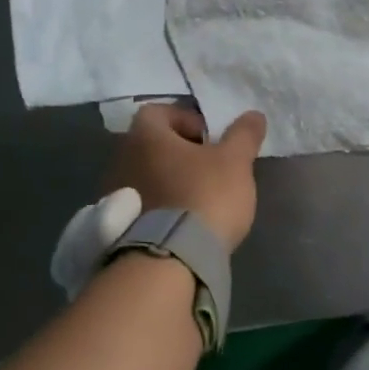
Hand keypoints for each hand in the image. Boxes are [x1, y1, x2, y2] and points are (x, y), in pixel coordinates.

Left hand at [102, 105, 266, 251]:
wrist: (173, 257)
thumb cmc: (204, 195)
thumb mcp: (235, 161)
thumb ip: (244, 135)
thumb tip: (253, 115)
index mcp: (145, 136)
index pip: (158, 111)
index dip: (186, 119)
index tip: (211, 139)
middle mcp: (121, 159)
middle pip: (151, 145)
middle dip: (180, 152)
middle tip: (209, 167)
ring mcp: (115, 194)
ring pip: (146, 175)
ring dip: (169, 180)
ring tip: (197, 197)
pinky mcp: (119, 225)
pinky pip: (142, 204)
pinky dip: (160, 205)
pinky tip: (183, 221)